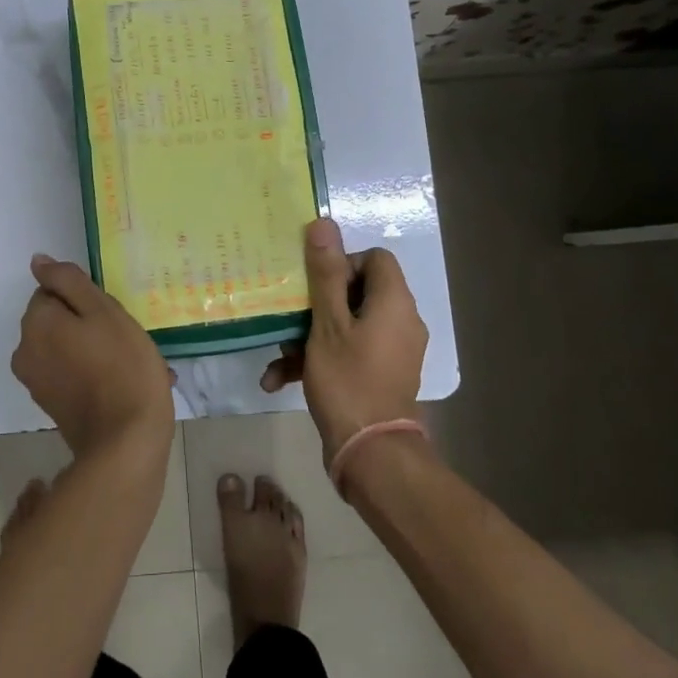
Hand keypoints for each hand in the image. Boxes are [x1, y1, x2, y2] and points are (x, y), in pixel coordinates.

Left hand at [11, 254, 174, 462]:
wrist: (127, 441)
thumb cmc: (122, 365)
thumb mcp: (103, 310)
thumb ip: (68, 281)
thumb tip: (37, 261)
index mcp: (35, 323)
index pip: (54, 291)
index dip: (86, 300)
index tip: (111, 316)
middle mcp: (25, 350)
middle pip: (58, 320)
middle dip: (88, 324)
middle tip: (125, 339)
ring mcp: (36, 382)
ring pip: (67, 347)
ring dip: (95, 348)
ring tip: (131, 362)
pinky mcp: (51, 405)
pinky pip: (71, 373)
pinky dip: (93, 372)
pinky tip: (123, 382)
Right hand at [263, 217, 427, 460]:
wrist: (370, 454)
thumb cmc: (348, 380)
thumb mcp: (327, 323)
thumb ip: (326, 273)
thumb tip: (324, 224)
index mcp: (394, 302)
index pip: (375, 259)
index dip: (342, 262)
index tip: (315, 284)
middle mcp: (400, 322)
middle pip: (357, 292)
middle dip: (316, 304)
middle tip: (289, 316)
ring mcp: (392, 351)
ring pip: (347, 325)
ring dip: (308, 336)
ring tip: (277, 354)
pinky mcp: (380, 375)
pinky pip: (349, 353)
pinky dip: (318, 360)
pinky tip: (278, 379)